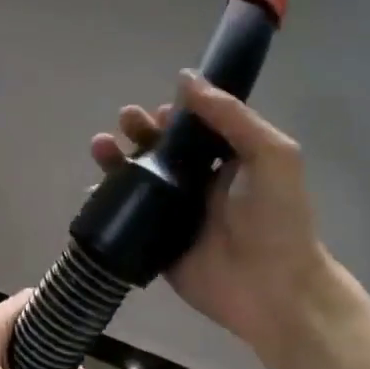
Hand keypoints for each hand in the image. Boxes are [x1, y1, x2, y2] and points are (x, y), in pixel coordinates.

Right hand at [90, 70, 338, 356]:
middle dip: (140, 131)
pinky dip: (105, 202)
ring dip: (117, 160)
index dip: (173, 115)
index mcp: (226, 163)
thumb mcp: (271, 156)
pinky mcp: (156, 243)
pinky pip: (125, 218)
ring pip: (137, 181)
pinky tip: (91, 189)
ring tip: (101, 145)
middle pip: (160, 151)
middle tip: (127, 120)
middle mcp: (197, 186)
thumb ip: (232, 116)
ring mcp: (174, 215)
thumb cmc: (277, 220)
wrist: (273, 289)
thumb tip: (186, 78)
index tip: (159, 110)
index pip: (193, 130)